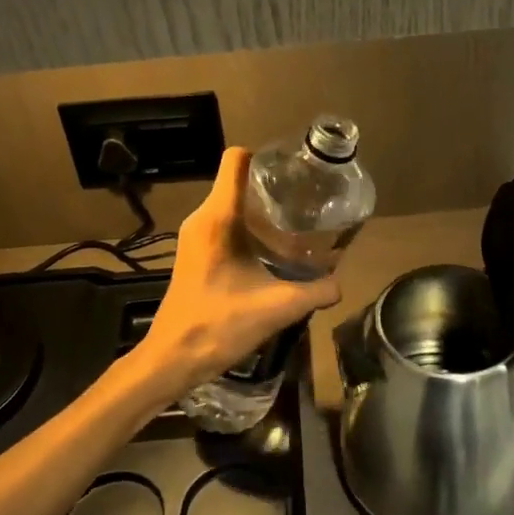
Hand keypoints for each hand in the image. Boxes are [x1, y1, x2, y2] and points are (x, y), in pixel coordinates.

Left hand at [140, 148, 342, 390]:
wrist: (172, 358)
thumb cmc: (219, 325)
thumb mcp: (277, 308)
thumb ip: (315, 292)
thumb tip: (340, 284)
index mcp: (218, 218)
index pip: (236, 160)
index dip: (265, 156)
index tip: (294, 169)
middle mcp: (202, 218)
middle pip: (237, 182)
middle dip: (271, 186)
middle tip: (305, 199)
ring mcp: (193, 236)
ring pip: (230, 205)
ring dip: (259, 210)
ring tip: (294, 223)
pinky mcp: (193, 253)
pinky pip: (222, 225)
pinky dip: (246, 228)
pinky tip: (270, 250)